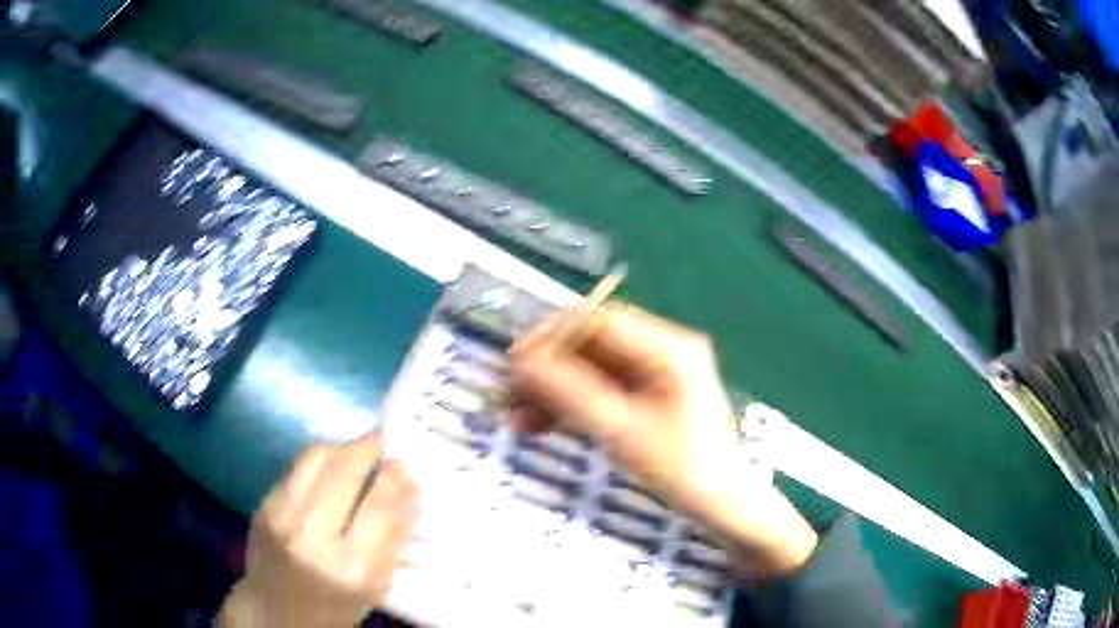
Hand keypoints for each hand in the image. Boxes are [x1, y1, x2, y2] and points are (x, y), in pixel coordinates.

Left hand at [220, 433, 417, 627]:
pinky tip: (330, 466)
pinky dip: (319, 460)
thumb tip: (406, 491)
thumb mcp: (373, 587)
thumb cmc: (334, 607)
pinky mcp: (263, 504)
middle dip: (370, 449)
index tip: (406, 467)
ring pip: (317, 458)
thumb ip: (390, 541)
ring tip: (358, 449)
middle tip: (384, 441)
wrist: (274, 612)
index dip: (397, 481)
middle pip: (346, 472)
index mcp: (351, 569)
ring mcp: (282, 516)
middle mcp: (313, 537)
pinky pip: (296, 467)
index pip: (381, 509)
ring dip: (343, 447)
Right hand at [509, 303, 816, 576]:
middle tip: (511, 393)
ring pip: (592, 369)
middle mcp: (664, 349)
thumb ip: (568, 393)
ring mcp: (658, 373)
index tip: (514, 362)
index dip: (551, 337)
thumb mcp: (620, 431)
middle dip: (549, 368)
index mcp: (668, 348)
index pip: (598, 321)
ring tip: (519, 418)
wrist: (722, 505)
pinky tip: (543, 424)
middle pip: (593, 344)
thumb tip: (520, 363)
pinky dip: (573, 404)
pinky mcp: (651, 395)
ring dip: (556, 389)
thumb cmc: (681, 469)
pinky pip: (603, 389)